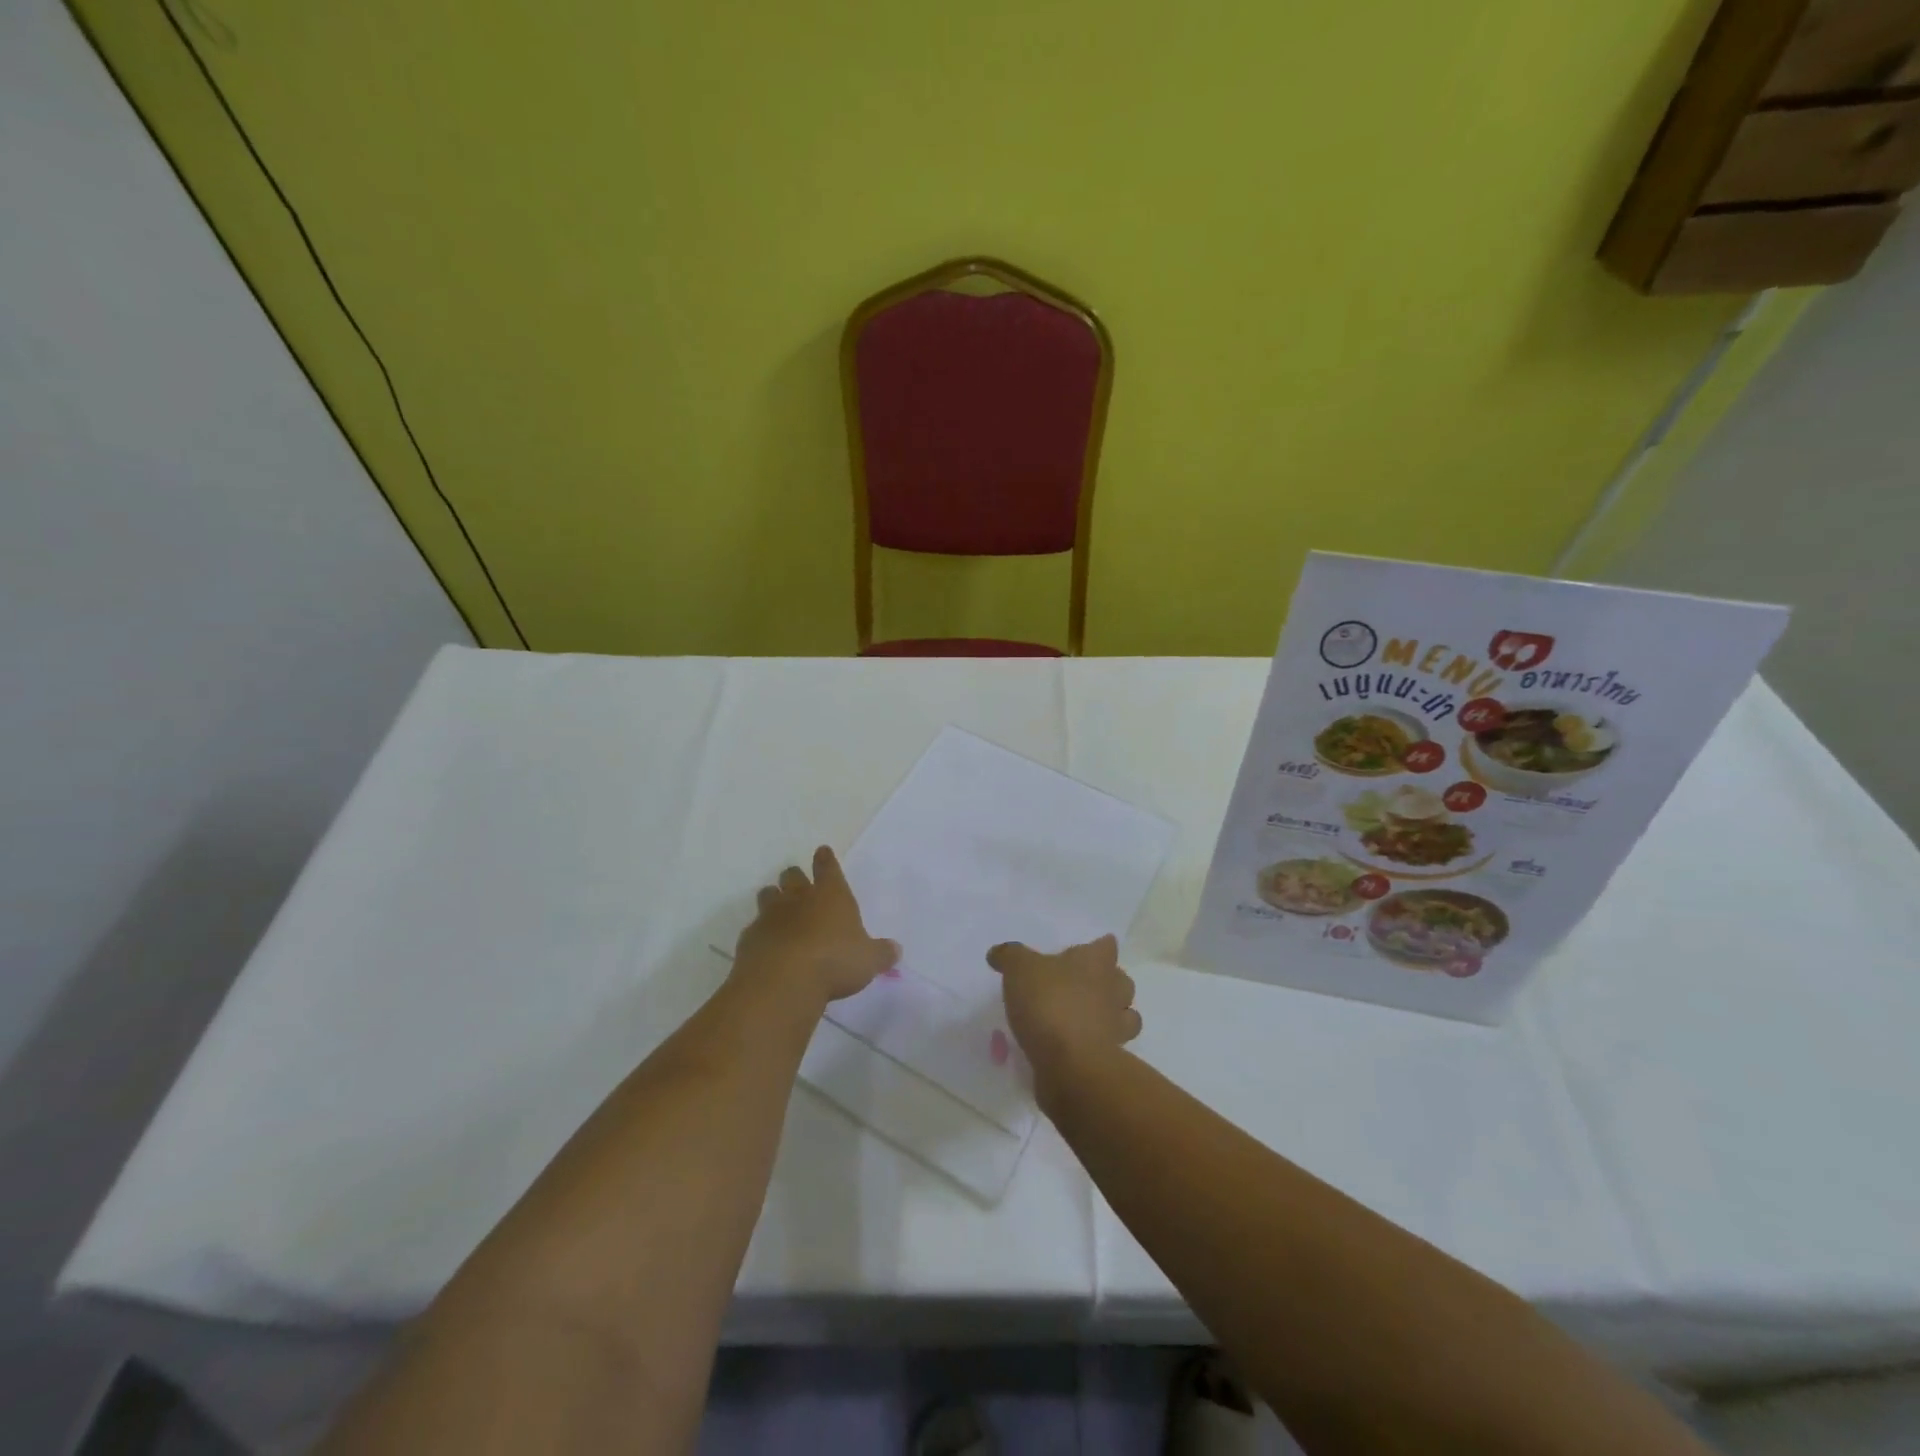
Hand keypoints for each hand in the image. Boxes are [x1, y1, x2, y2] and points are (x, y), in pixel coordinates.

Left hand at [734, 846, 898, 1007]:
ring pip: (768, 895)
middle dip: (795, 877)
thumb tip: (896, 950)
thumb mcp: (868, 961)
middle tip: (798, 883)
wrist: (782, 982)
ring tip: (778, 909)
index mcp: (831, 895)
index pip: (828, 867)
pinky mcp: (750, 938)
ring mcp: (771, 916)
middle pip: (792, 876)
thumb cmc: (834, 962)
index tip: (822, 851)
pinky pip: (754, 927)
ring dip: (773, 898)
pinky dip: (761, 932)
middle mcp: (799, 898)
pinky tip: (766, 945)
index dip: (826, 859)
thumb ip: (881, 953)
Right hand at [986, 934, 1139, 1079]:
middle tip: (1081, 985)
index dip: (1097, 947)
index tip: (1085, 950)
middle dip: (1108, 982)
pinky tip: (1076, 1047)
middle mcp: (1114, 991)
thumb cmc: (1050, 1004)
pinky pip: (1109, 1047)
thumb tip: (997, 952)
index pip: (1107, 946)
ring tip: (1085, 1018)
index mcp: (1096, 963)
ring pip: (1125, 1015)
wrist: (1071, 1065)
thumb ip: (1009, 956)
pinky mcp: (1111, 1059)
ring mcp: (1116, 1027)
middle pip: (1121, 980)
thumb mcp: (1019, 970)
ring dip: (1111, 1015)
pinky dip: (1098, 1045)